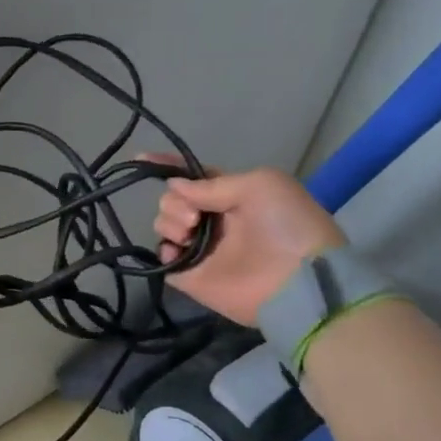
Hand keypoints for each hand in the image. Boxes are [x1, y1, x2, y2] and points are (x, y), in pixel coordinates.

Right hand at [149, 161, 345, 324]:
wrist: (300, 281)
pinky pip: (163, 259)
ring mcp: (201, 249)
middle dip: (175, 202)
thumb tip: (174, 186)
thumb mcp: (259, 185)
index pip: (192, 177)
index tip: (141, 159)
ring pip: (164, 225)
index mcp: (230, 195)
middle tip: (196, 218)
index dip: (167, 166)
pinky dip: (164, 251)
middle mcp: (212, 219)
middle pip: (172, 200)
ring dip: (169, 222)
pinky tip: (177, 251)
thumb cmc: (287, 225)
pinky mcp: (192, 276)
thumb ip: (212, 184)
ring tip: (189, 234)